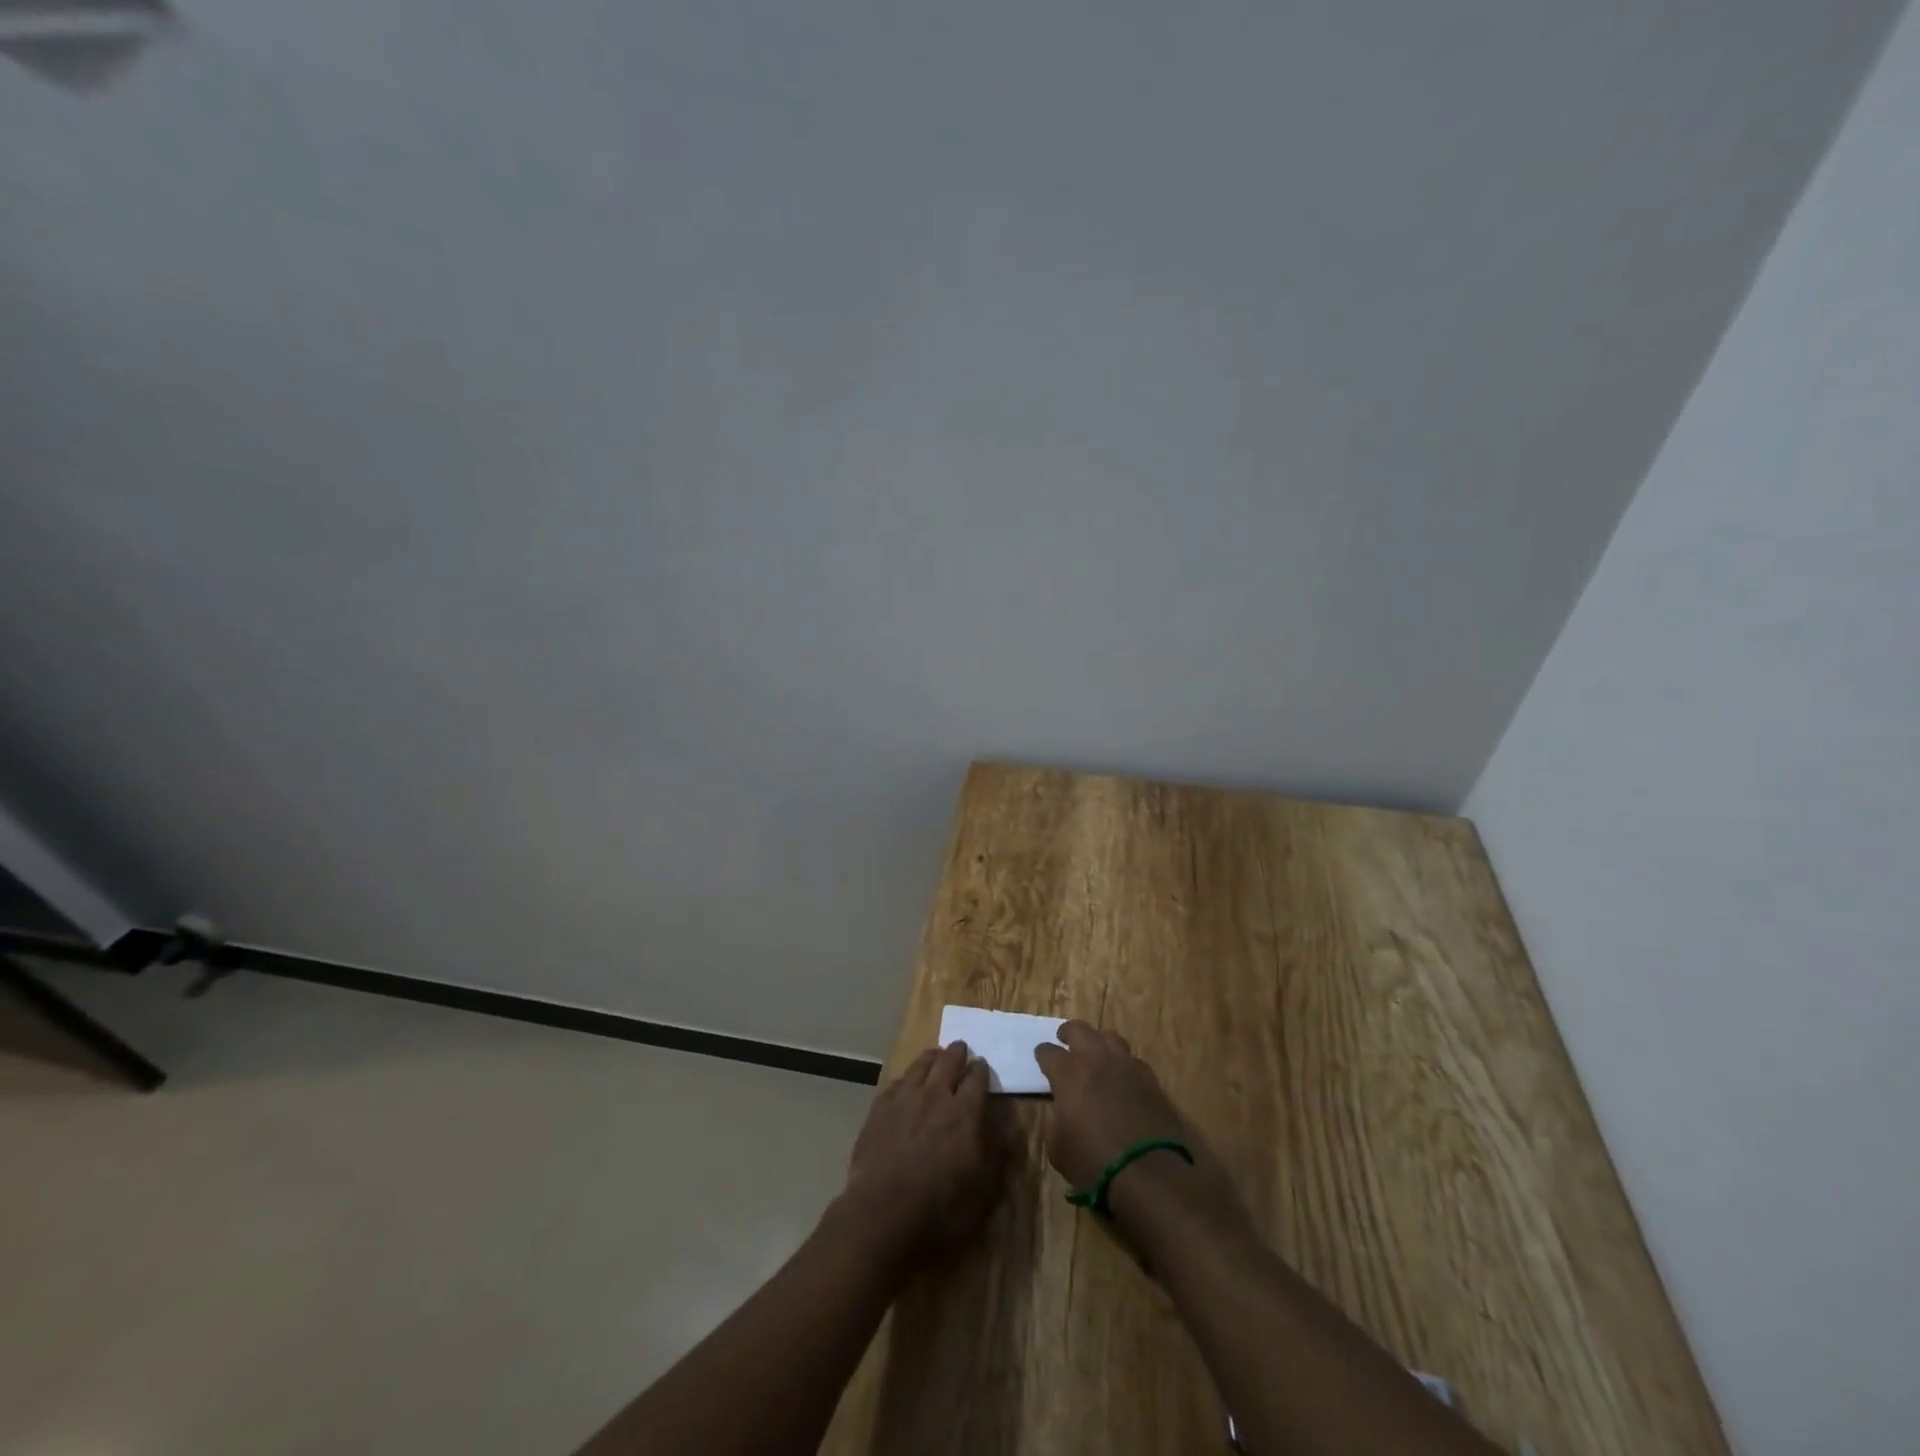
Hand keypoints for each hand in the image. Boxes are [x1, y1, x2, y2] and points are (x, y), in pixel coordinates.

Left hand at [836, 1042, 1005, 1267]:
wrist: (883, 1212)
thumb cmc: (941, 1206)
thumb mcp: (983, 1188)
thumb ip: (997, 1152)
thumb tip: (1010, 1127)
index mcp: (965, 1111)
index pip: (977, 1077)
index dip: (981, 1069)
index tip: (983, 1065)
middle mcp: (935, 1095)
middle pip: (948, 1061)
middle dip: (957, 1052)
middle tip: (960, 1048)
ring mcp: (904, 1098)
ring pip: (920, 1065)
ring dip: (931, 1058)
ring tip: (935, 1055)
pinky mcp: (879, 1108)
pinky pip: (896, 1083)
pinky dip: (906, 1079)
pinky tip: (906, 1083)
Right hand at [1033, 1021, 1188, 1187]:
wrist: (1148, 1172)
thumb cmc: (1093, 1162)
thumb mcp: (1056, 1147)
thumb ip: (1053, 1119)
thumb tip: (1059, 1107)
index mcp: (1068, 1073)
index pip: (1048, 1052)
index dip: (1043, 1054)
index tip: (1041, 1058)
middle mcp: (1096, 1059)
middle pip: (1079, 1029)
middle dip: (1068, 1033)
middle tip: (1064, 1041)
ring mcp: (1125, 1065)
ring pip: (1109, 1037)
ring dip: (1098, 1042)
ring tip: (1095, 1053)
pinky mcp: (1149, 1078)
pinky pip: (1132, 1059)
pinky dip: (1123, 1063)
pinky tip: (1122, 1076)